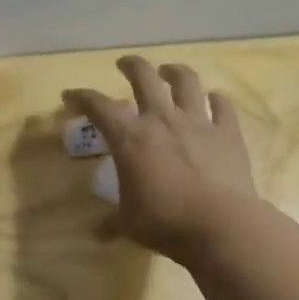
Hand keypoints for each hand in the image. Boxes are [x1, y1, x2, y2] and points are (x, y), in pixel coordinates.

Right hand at [64, 56, 257, 261]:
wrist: (220, 224)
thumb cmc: (164, 221)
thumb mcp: (129, 224)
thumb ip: (112, 223)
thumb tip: (98, 234)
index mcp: (130, 137)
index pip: (98, 106)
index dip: (81, 97)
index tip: (70, 96)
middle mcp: (161, 119)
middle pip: (143, 77)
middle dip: (131, 66)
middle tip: (125, 65)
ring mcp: (198, 122)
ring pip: (186, 81)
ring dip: (175, 72)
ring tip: (169, 72)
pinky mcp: (228, 133)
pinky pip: (223, 107)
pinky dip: (217, 101)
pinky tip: (215, 100)